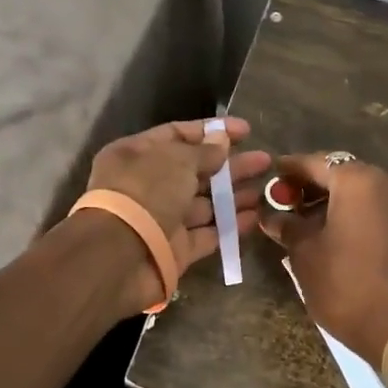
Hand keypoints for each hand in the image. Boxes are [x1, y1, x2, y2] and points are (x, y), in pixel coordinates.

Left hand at [82, 118, 272, 315]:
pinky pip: (207, 233)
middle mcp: (147, 185)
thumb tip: (222, 141)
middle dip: (230, 165)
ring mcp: (162, 219)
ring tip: (267, 190)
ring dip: (234, 196)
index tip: (246, 131)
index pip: (178, 134)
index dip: (212, 131)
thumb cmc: (146, 193)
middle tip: (266, 161)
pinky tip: (255, 216)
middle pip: (195, 170)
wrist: (120, 256)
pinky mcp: (175, 250)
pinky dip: (230, 225)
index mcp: (137, 154)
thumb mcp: (177, 160)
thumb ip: (204, 151)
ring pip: (204, 204)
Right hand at [261, 153, 387, 363]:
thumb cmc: (343, 282)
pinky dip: (351, 213)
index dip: (288, 170)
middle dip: (311, 185)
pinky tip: (330, 233)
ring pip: (359, 192)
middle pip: (340, 174)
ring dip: (331, 201)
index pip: (315, 162)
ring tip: (303, 221)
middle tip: (284, 202)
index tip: (269, 176)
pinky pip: (374, 209)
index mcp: (357, 180)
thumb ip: (286, 226)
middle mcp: (385, 182)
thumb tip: (270, 215)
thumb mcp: (304, 253)